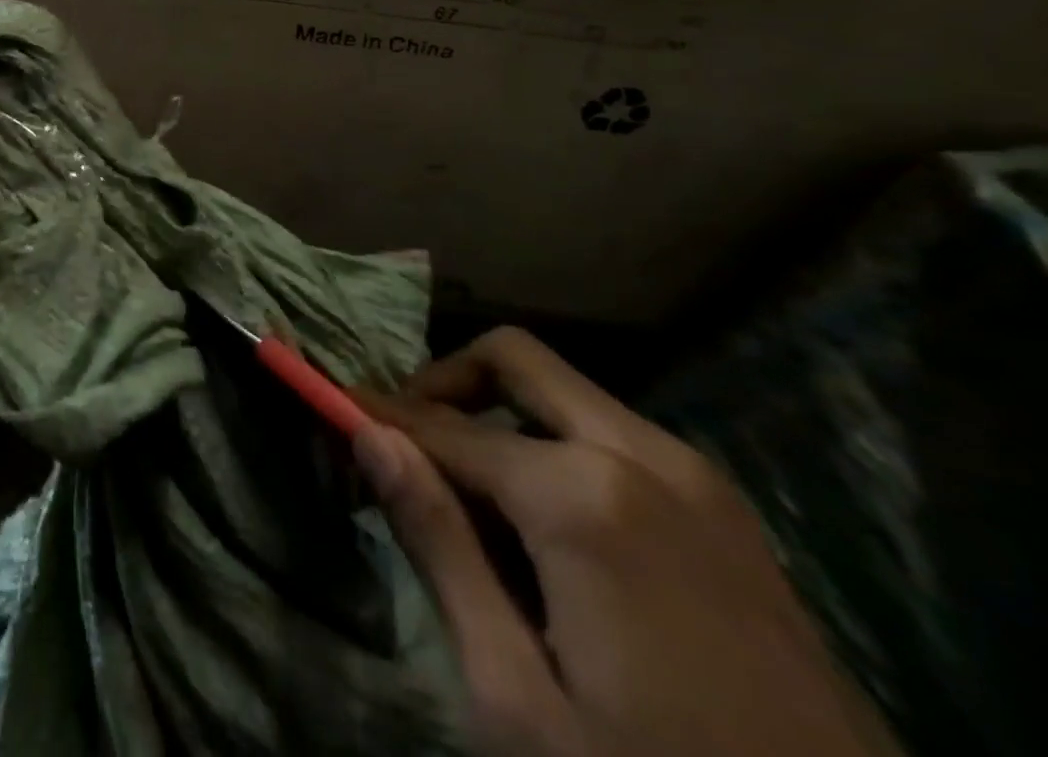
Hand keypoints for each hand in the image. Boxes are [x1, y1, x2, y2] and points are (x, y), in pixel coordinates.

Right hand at [353, 329, 897, 756]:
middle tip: (399, 442)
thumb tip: (368, 436)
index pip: (442, 426)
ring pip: (564, 397)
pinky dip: (555, 450)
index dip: (377, 418)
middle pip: (513, 362)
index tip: (331, 412)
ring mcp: (699, 481)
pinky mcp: (729, 516)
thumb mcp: (517, 699)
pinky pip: (614, 440)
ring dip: (498, 420)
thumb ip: (439, 546)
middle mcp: (644, 456)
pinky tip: (544, 533)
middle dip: (442, 384)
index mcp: (585, 494)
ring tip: (466, 503)